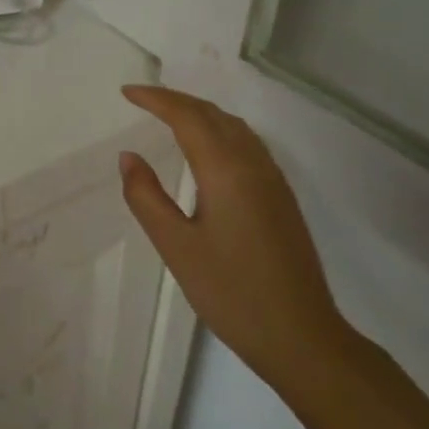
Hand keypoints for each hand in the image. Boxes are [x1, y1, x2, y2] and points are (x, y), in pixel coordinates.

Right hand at [118, 85, 360, 402]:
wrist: (301, 336)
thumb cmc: (231, 292)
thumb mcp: (176, 246)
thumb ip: (147, 197)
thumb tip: (129, 156)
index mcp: (226, 171)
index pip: (188, 117)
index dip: (156, 99)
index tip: (126, 92)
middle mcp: (254, 166)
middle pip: (214, 115)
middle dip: (177, 100)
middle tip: (142, 99)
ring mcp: (274, 181)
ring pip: (235, 128)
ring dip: (200, 113)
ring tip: (169, 116)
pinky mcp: (282, 199)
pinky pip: (247, 145)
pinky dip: (219, 131)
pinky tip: (207, 149)